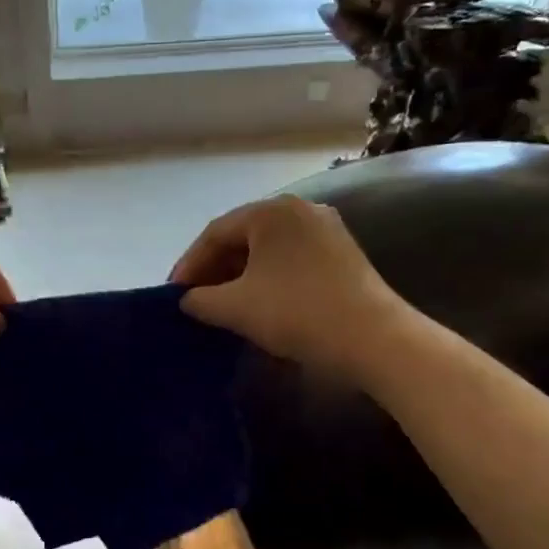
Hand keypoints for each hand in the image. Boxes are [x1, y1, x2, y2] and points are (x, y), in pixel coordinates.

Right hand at [170, 195, 411, 381]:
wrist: (374, 338)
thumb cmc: (297, 312)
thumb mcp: (236, 308)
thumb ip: (201, 300)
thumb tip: (189, 299)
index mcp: (271, 211)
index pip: (215, 233)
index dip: (190, 264)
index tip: (174, 293)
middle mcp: (300, 210)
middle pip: (243, 237)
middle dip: (215, 269)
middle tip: (195, 299)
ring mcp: (326, 230)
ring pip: (268, 251)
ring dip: (240, 276)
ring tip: (223, 304)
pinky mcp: (343, 255)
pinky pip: (291, 261)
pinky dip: (268, 279)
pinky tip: (260, 304)